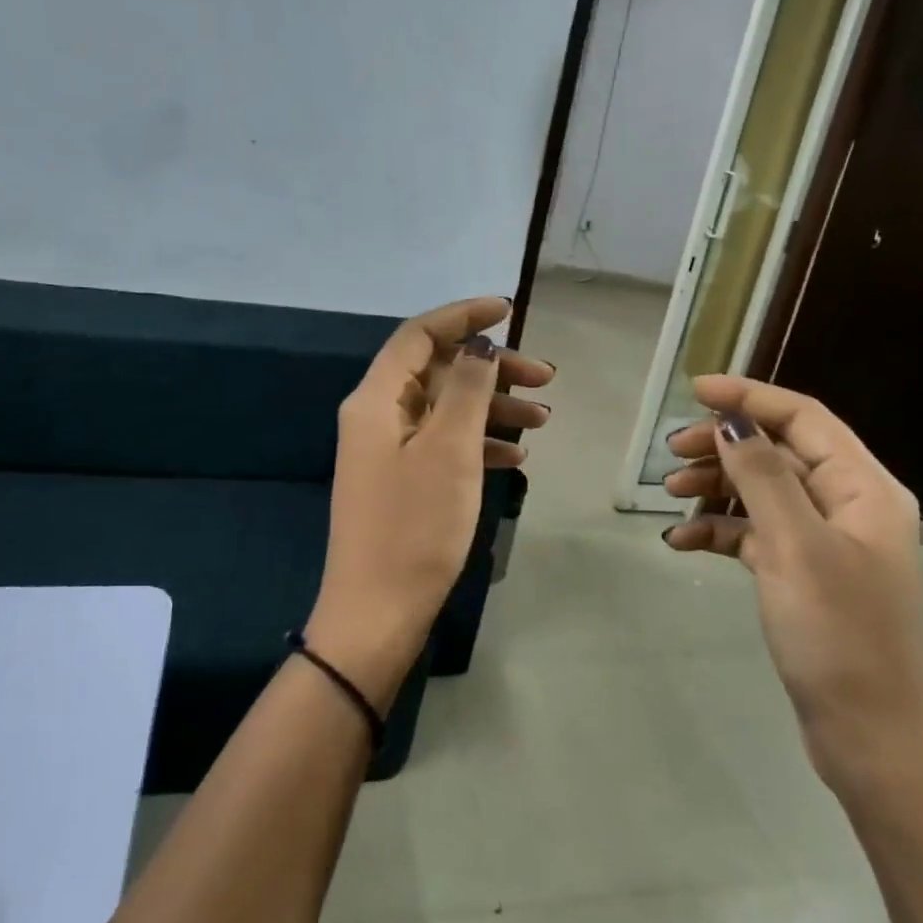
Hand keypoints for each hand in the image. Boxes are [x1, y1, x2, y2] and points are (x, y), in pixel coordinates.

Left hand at [308, 295, 553, 704]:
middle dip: (491, 369)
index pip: (419, 335)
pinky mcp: (402, 482)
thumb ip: (467, 389)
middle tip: (545, 379)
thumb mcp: (449, 450)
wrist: (377, 613)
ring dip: (493, 407)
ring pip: (446, 410)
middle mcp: (377, 416)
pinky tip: (516, 454)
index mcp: (377, 399)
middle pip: (438, 372)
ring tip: (543, 420)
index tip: (510, 309)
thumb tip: (480, 345)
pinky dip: (479, 442)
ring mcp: (388, 451)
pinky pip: (444, 444)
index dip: (463, 316)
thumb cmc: (415, 526)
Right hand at [660, 375, 922, 791]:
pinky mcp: (802, 573)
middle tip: (672, 451)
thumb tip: (731, 422)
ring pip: (762, 491)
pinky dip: (720, 530)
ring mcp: (824, 540)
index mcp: (863, 487)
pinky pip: (756, 533)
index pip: (804, 417)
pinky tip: (682, 541)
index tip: (695, 392)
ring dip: (716, 486)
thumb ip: (761, 476)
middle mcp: (848, 504)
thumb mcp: (795, 546)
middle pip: (778, 451)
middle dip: (724, 445)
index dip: (750, 397)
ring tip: (670, 493)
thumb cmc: (838, 634)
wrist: (868, 735)